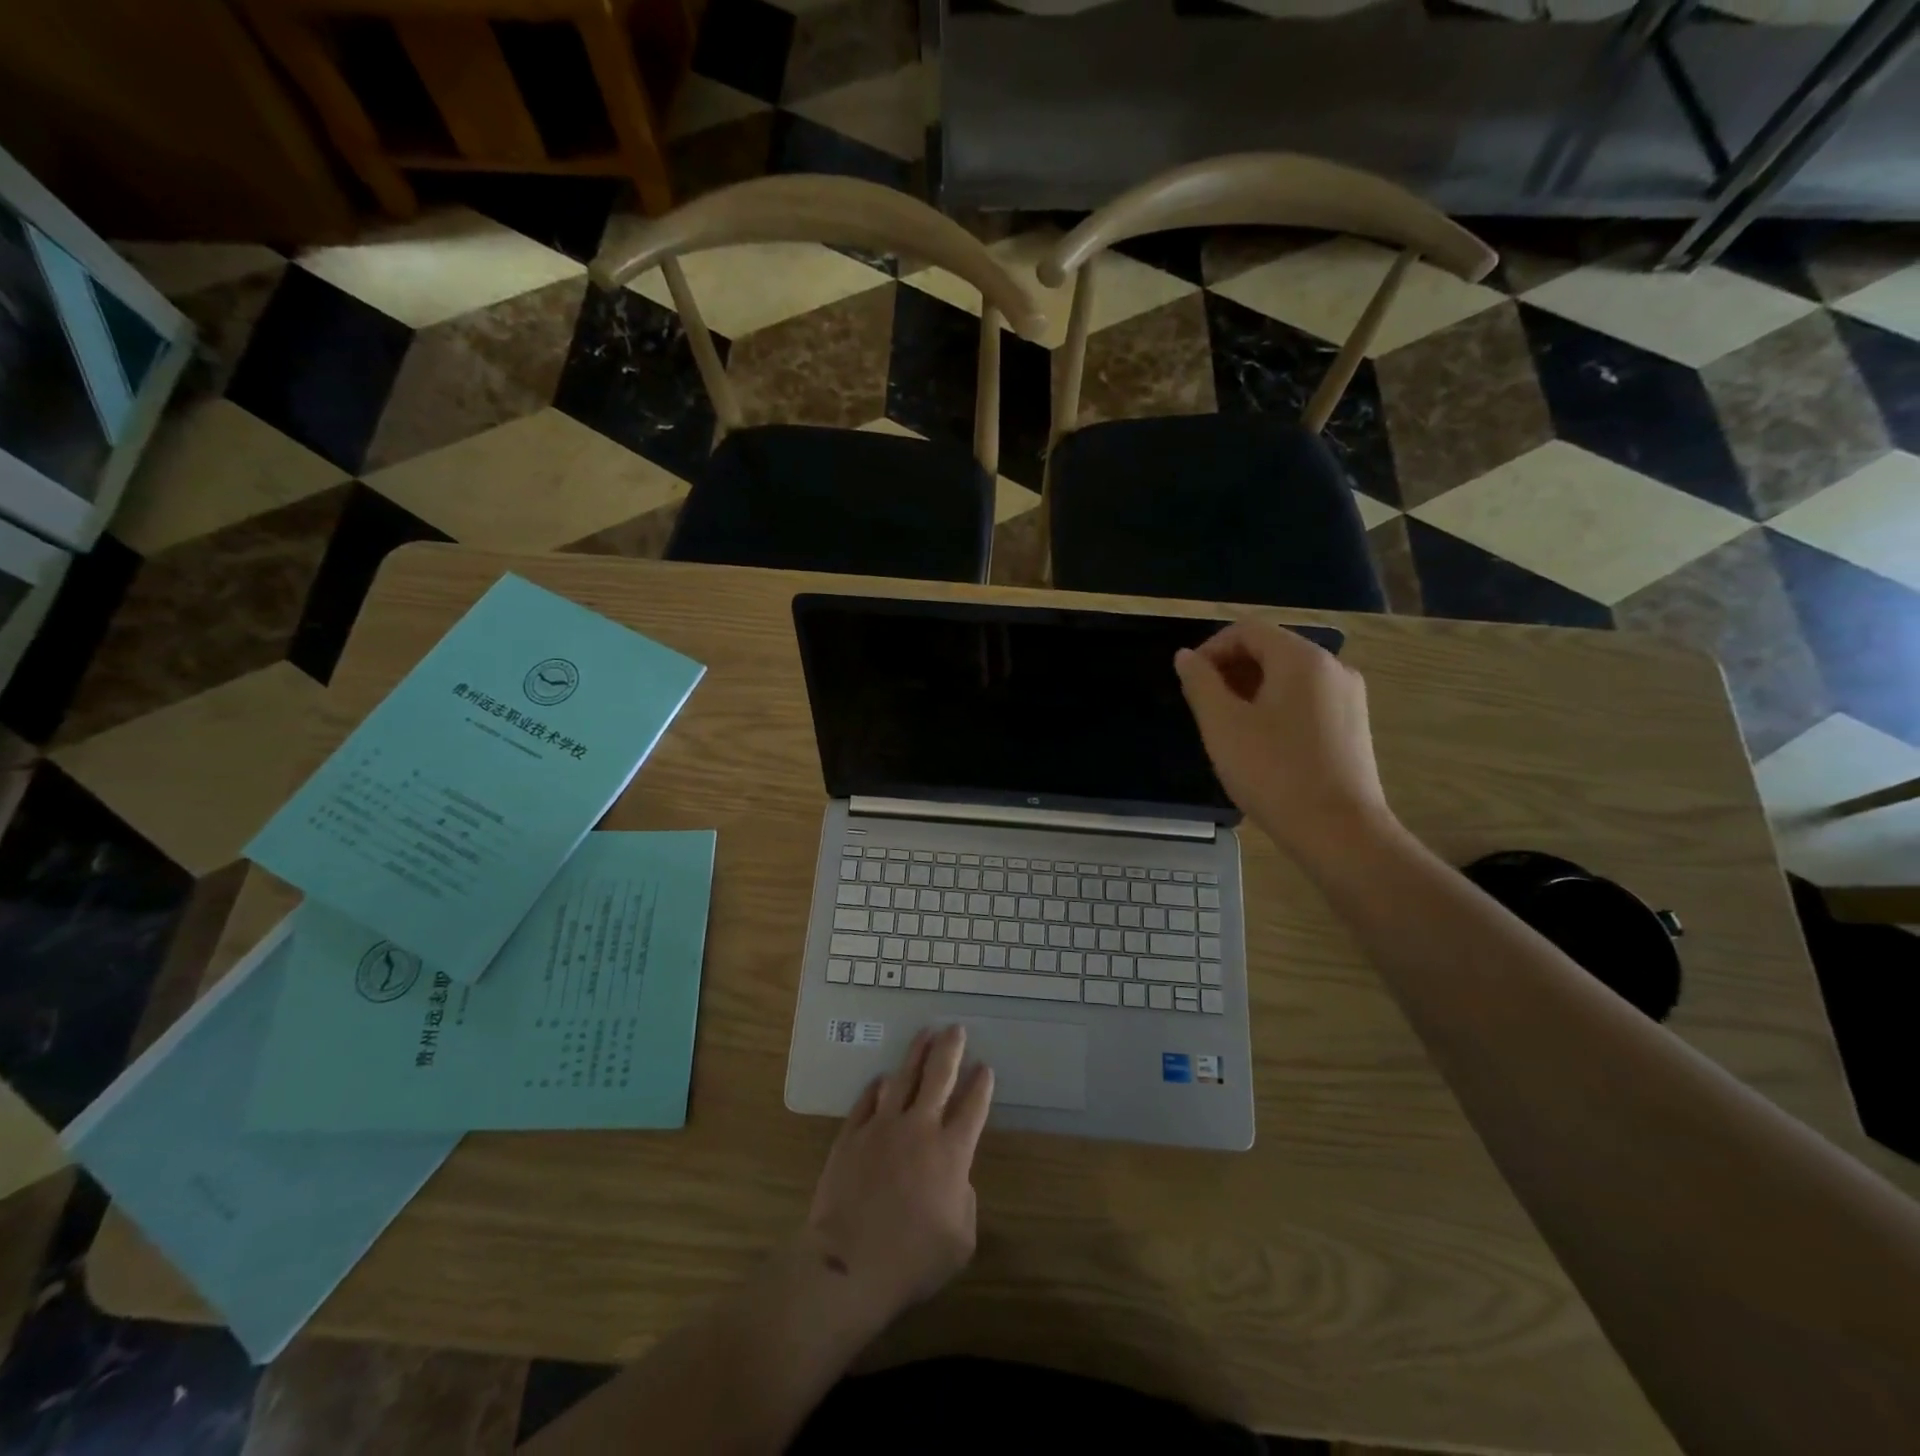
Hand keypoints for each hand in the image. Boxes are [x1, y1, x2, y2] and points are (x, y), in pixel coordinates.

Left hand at [802, 1026, 994, 1331]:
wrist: (850, 1264)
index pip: (972, 1107)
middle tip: (956, 1028)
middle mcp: (919, 1129)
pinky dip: (878, 1087)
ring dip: (916, 1053)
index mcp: (951, 1153)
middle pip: (939, 1077)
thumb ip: (964, 1202)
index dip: (981, 1084)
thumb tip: (955, 1180)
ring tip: (925, 1033)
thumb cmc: (912, 1260)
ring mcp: (882, 1127)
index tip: (985, 1066)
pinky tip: (883, 1078)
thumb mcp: (960, 1241)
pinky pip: (867, 1100)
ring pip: (903, 1077)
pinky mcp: (852, 1135)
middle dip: (950, 1050)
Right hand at [1175, 619, 1394, 857]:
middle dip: (1230, 669)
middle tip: (1203, 706)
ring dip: (1250, 689)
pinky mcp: (1353, 725)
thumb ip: (1200, 682)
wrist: (1339, 832)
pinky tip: (1260, 743)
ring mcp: (1348, 697)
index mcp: (1302, 658)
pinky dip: (1276, 706)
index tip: (1188, 682)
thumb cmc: (1273, 772)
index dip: (1211, 649)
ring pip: (1289, 676)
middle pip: (1271, 649)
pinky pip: (1306, 699)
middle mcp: (1332, 667)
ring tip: (1227, 727)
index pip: (1247, 630)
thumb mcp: (1222, 725)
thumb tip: (1186, 657)